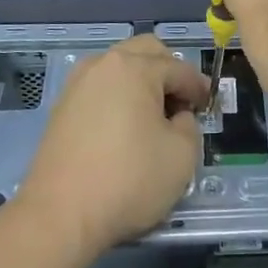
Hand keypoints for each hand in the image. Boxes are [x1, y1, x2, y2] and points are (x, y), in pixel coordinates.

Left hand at [15, 34, 206, 263]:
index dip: (199, 88)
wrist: (59, 216)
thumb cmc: (128, 180)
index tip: (208, 107)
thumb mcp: (182, 156)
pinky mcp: (62, 106)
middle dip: (169, 71)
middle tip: (181, 104)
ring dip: (141, 80)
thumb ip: (189, 125)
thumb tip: (176, 117)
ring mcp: (78, 83)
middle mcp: (104, 64)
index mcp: (135, 67)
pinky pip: (100, 87)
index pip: (179, 69)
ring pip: (120, 66)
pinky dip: (118, 96)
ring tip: (152, 116)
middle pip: (146, 51)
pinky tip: (124, 127)